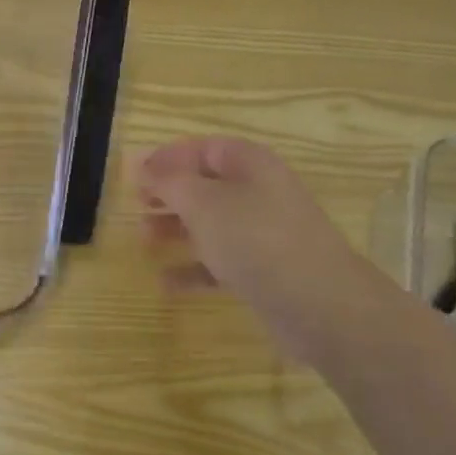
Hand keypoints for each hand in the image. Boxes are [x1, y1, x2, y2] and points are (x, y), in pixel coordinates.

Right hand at [139, 136, 396, 365]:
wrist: (321, 305)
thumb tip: (142, 164)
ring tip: (144, 241)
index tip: (134, 174)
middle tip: (137, 206)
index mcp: (250, 165)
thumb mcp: (203, 203)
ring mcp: (264, 235)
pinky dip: (193, 270)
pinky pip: (221, 263)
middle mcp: (259, 193)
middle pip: (206, 186)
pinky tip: (165, 283)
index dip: (168, 157)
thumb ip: (168, 182)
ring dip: (176, 230)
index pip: (203, 149)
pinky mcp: (265, 272)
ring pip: (211, 224)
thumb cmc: (256, 239)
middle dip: (169, 195)